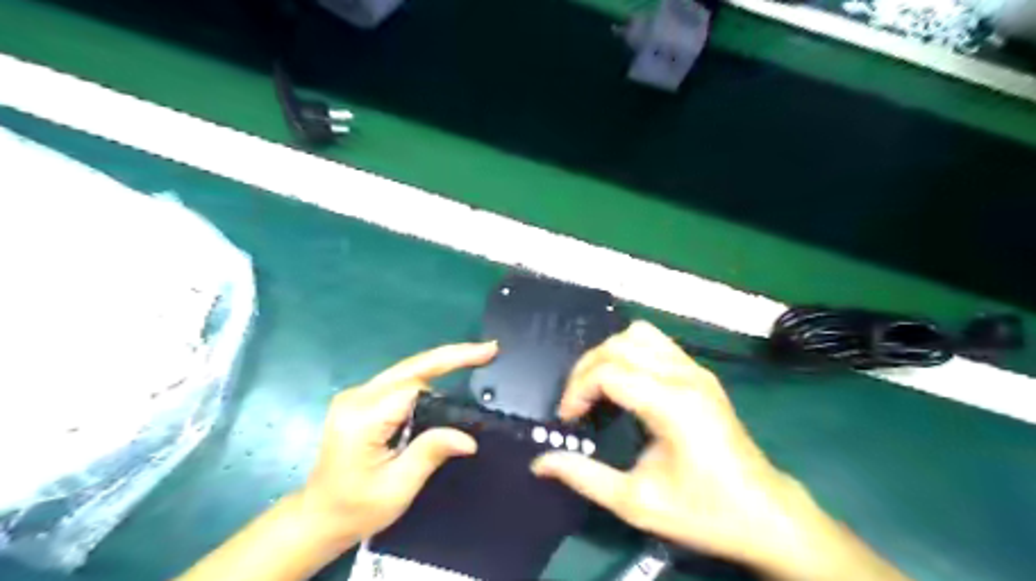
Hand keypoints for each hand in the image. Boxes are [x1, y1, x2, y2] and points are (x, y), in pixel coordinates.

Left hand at [301, 341, 497, 543]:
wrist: (318, 517)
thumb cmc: (356, 508)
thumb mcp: (397, 488)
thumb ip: (430, 453)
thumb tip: (469, 438)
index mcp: (362, 418)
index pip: (413, 386)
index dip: (451, 370)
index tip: (484, 361)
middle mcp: (356, 397)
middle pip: (411, 367)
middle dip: (451, 355)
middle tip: (488, 348)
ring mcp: (356, 396)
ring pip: (407, 370)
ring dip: (441, 364)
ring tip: (476, 357)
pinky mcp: (360, 401)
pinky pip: (400, 381)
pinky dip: (428, 376)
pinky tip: (449, 374)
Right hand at [529, 320, 877, 578]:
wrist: (765, 514)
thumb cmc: (704, 512)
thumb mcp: (637, 502)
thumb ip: (584, 477)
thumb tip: (540, 463)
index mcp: (672, 403)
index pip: (608, 371)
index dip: (577, 390)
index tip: (568, 420)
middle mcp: (685, 375)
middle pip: (618, 345)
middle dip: (586, 369)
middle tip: (576, 405)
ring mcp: (696, 370)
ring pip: (638, 335)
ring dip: (609, 355)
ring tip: (598, 389)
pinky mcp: (700, 373)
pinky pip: (656, 343)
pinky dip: (630, 353)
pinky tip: (625, 383)